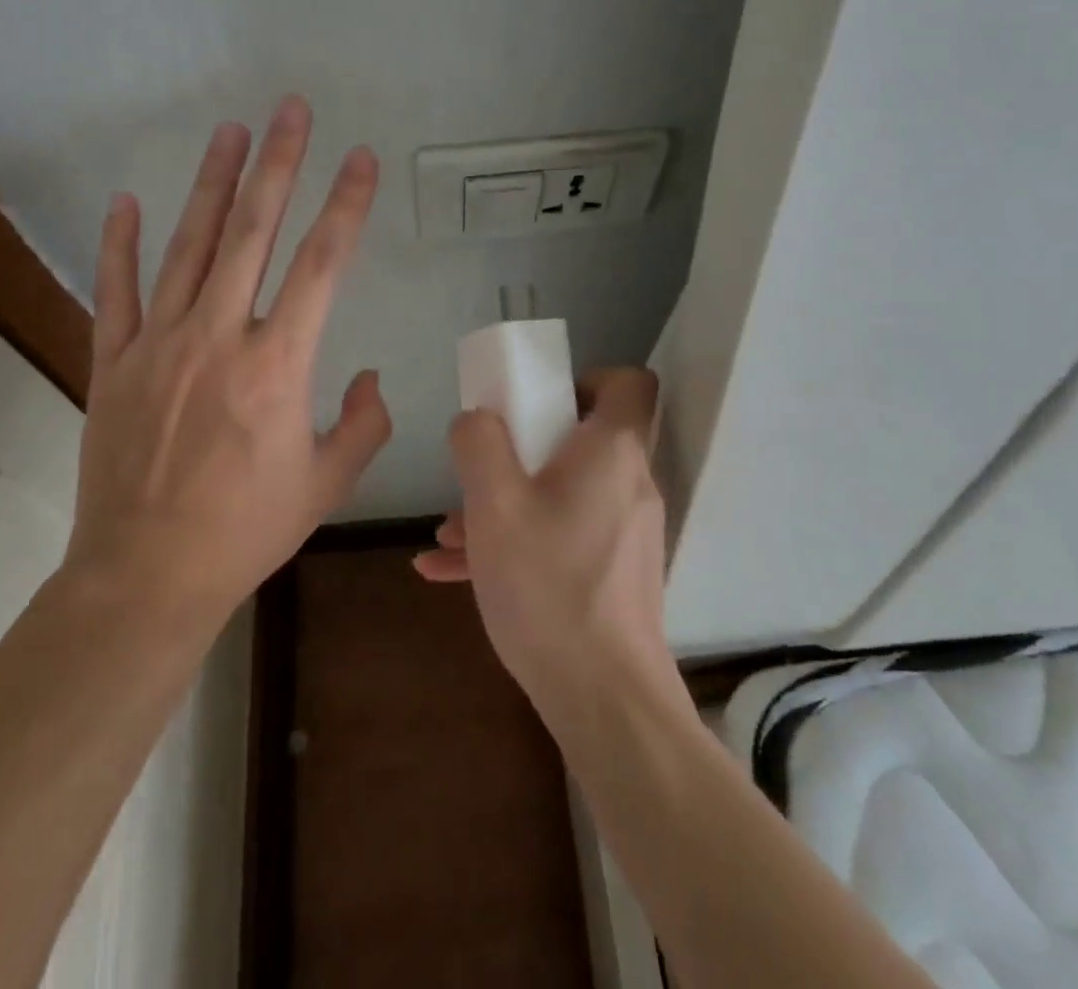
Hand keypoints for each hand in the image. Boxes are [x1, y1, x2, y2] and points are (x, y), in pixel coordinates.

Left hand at [63, 96, 391, 627]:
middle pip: (254, 232)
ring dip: (213, 184)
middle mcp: (219, 337)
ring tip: (231, 132)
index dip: (346, 205)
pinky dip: (120, 243)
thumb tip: (371, 377)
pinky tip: (127, 201)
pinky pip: (116, 290)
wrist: (146, 575)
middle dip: (278, 164)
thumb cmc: (246, 531)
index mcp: (277, 366)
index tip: (361, 160)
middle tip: (291, 110)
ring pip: (188, 246)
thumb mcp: (327, 484)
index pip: (322, 265)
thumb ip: (363, 423)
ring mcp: (158, 344)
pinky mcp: (113, 362)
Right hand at [415, 368, 670, 710]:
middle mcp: (630, 484)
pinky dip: (518, 540)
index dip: (584, 377)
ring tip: (447, 534)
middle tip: (481, 468)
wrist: (604, 702)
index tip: (536, 399)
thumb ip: (478, 444)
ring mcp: (625, 533)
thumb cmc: (549, 586)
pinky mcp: (614, 573)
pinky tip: (451, 571)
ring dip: (507, 501)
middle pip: (582, 438)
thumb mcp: (494, 504)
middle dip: (521, 447)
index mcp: (613, 452)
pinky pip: (562, 536)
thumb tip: (477, 420)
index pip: (628, 383)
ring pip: (561, 493)